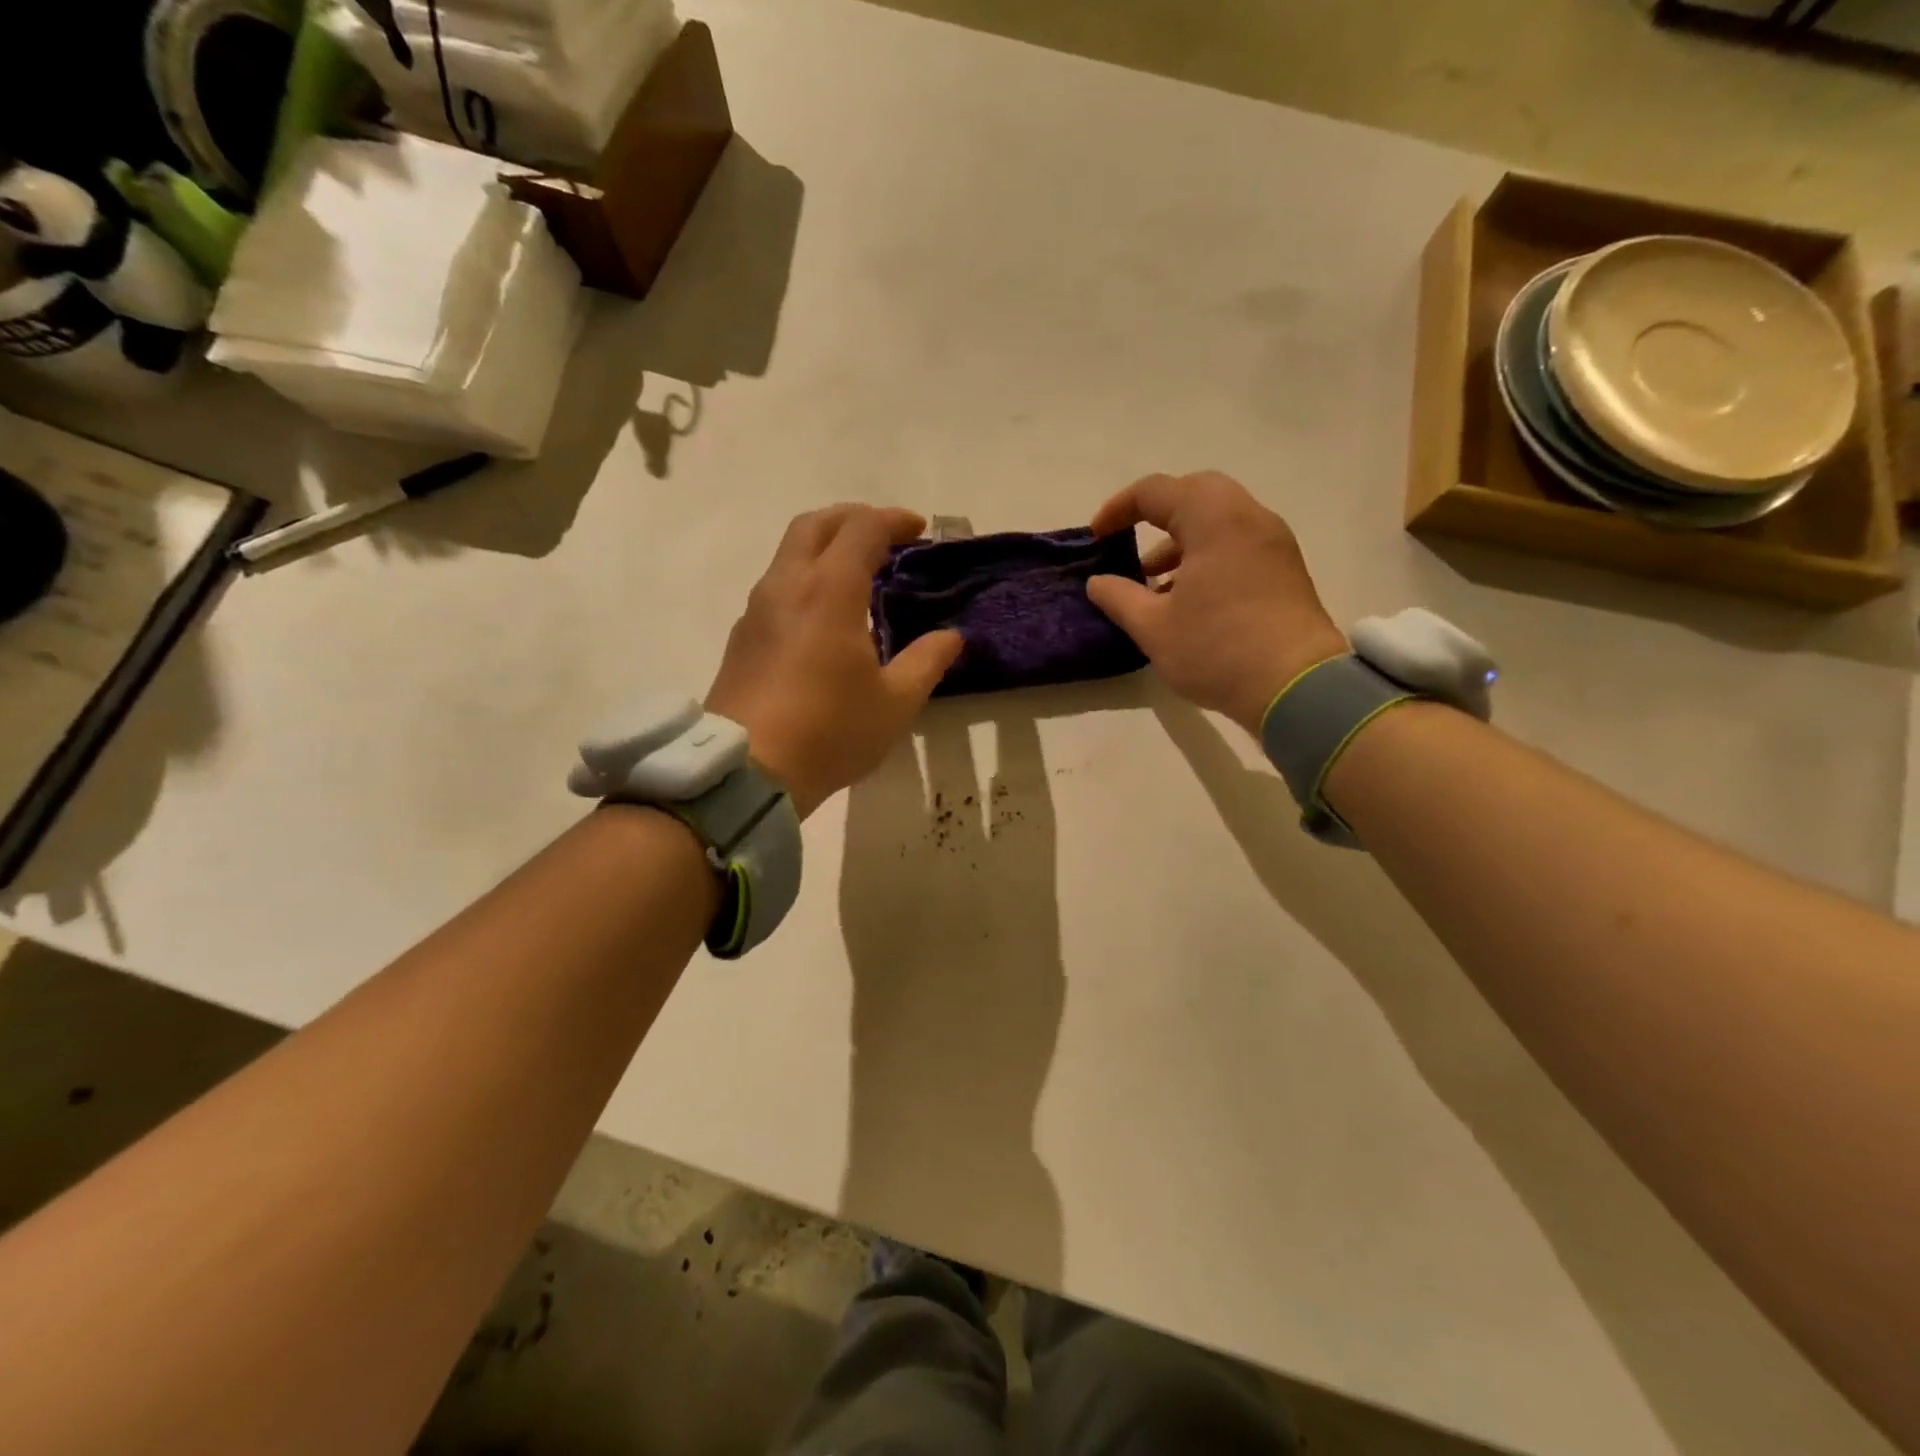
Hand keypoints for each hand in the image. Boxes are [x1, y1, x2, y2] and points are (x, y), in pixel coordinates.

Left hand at [707, 504, 962, 817]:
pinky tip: (824, 614)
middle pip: (815, 524)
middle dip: (853, 518)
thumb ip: (927, 661)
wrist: (748, 771)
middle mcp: (787, 586)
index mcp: (829, 591)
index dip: (893, 520)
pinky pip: (777, 585)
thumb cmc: (830, 732)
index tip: (919, 529)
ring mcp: (757, 609)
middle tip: (885, 536)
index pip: (862, 529)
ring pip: (790, 552)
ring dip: (826, 546)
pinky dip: (806, 577)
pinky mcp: (742, 636)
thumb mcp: (895, 702)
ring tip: (858, 573)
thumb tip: (952, 637)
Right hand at [1086, 472, 1347, 734]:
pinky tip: (1188, 597)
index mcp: (1213, 519)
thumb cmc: (1217, 650)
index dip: (1118, 509)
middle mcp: (1248, 517)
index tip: (1096, 537)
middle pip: (1195, 494)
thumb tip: (1098, 582)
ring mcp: (1273, 542)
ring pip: (1219, 520)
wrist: (1297, 688)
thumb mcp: (1153, 628)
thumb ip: (1119, 597)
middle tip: (1130, 542)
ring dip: (1182, 540)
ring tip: (1153, 581)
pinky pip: (1238, 543)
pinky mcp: (1285, 569)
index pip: (1155, 491)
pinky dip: (1207, 554)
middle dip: (1156, 514)